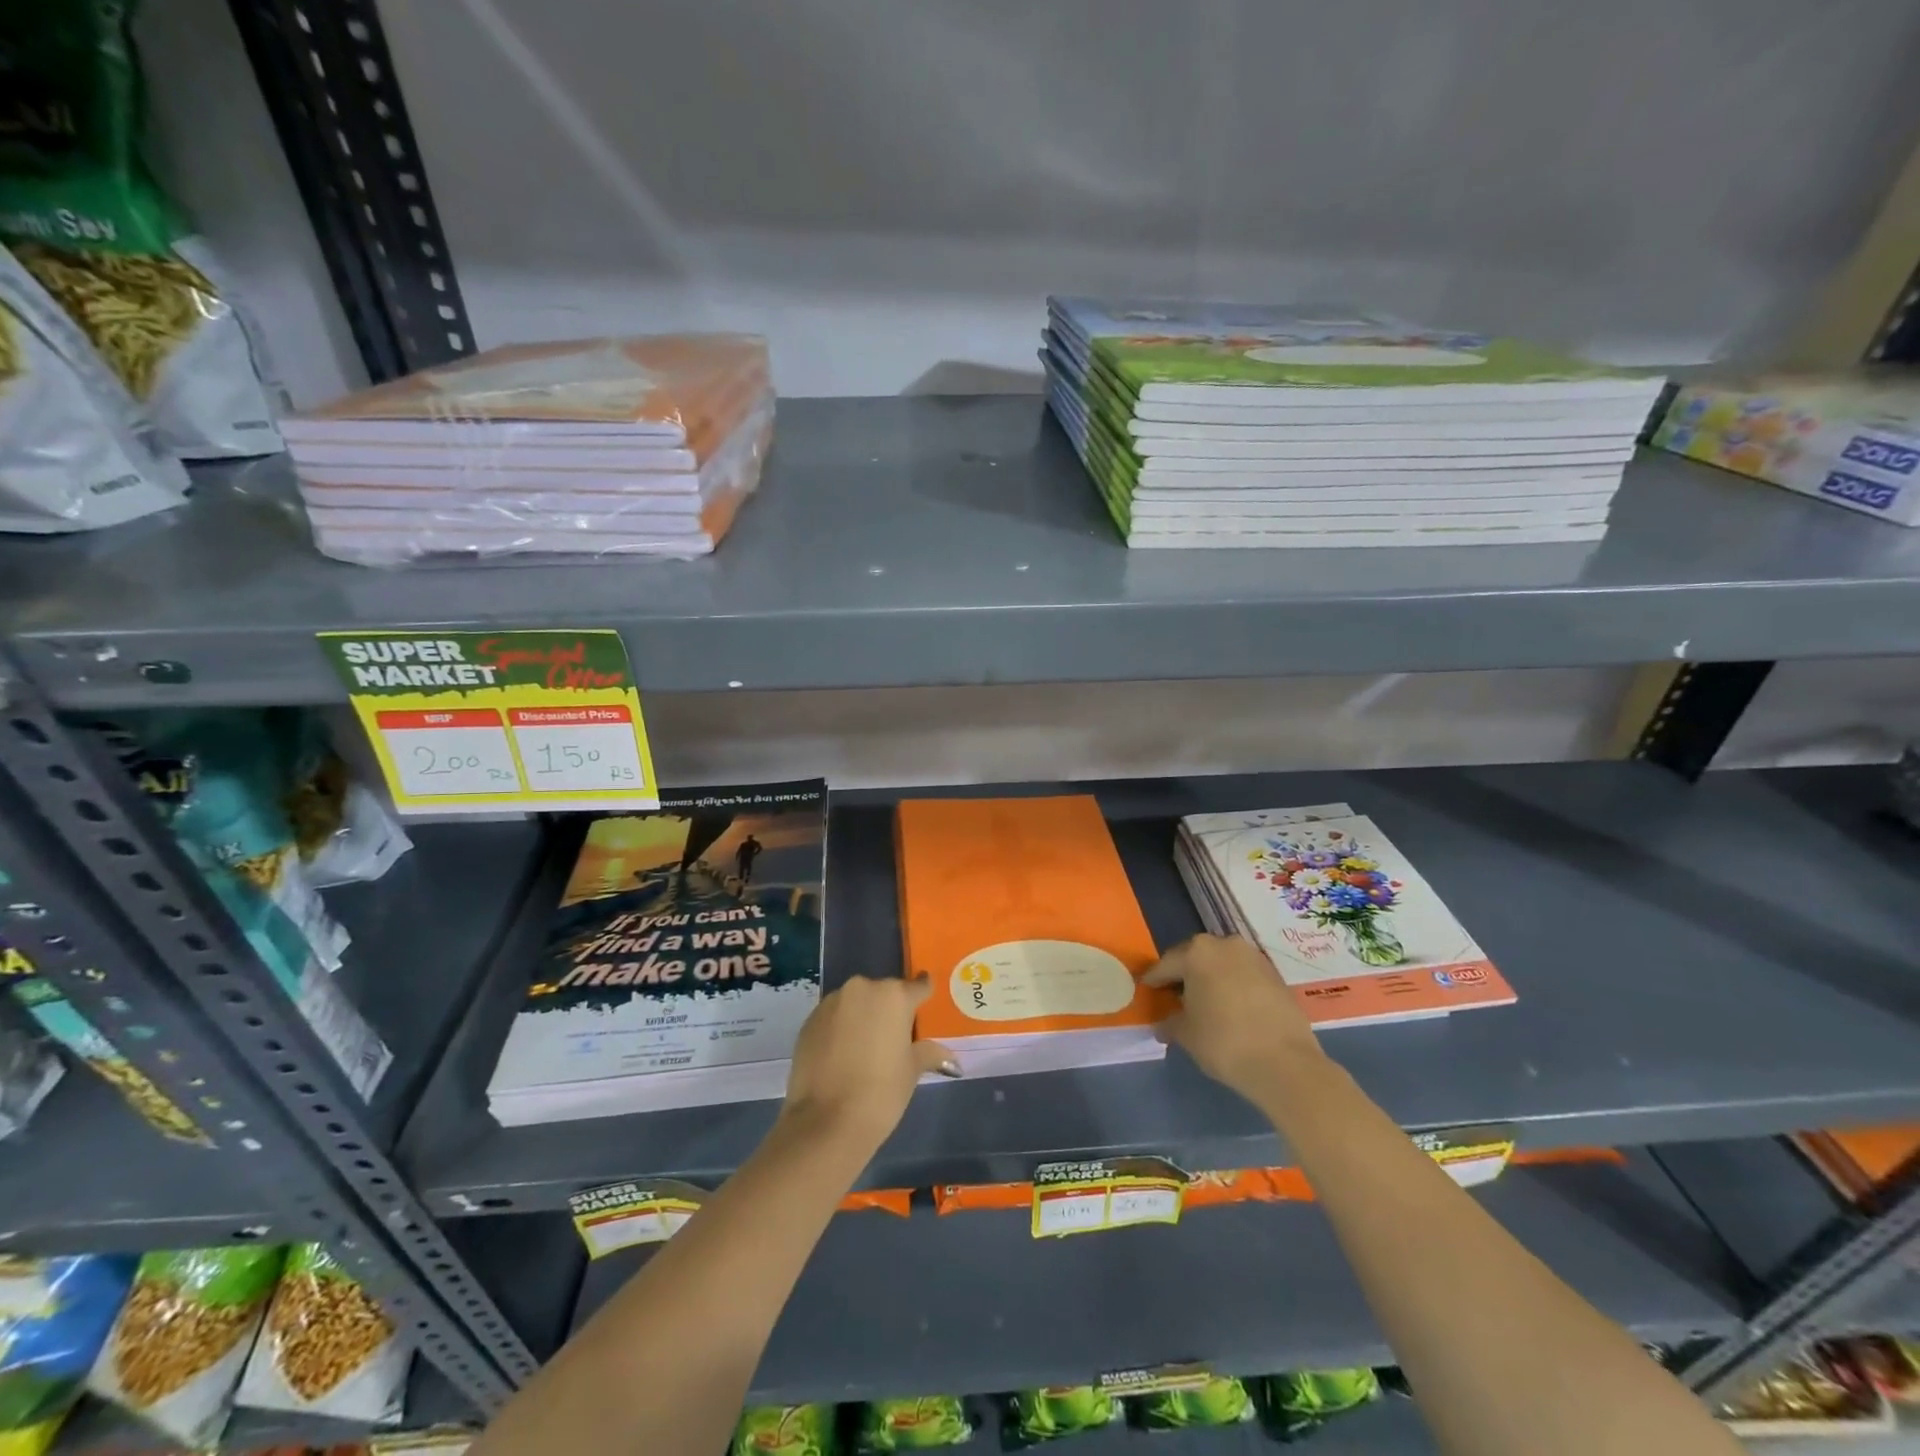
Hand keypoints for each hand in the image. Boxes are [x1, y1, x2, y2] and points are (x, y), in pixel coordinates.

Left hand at [781, 976, 956, 1154]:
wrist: (825, 1122)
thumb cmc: (880, 1093)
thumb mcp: (911, 1072)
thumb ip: (929, 1053)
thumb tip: (949, 1056)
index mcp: (894, 995)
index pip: (918, 986)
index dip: (923, 994)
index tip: (925, 1003)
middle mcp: (862, 988)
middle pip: (884, 993)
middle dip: (890, 1010)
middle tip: (894, 1038)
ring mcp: (832, 1002)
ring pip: (856, 1003)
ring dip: (862, 1017)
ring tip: (865, 1049)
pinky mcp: (809, 1020)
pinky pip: (833, 1017)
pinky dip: (840, 1028)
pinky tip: (842, 1056)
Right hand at [1143, 934, 1324, 1108]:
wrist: (1285, 1063)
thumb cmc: (1224, 1042)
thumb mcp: (1186, 1034)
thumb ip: (1170, 1023)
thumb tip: (1163, 1024)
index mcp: (1197, 952)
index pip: (1167, 964)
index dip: (1155, 980)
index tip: (1148, 990)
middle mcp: (1226, 945)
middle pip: (1196, 958)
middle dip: (1185, 976)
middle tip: (1176, 997)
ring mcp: (1255, 958)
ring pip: (1223, 965)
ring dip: (1212, 980)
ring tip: (1206, 1004)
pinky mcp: (1277, 976)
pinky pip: (1245, 977)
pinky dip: (1234, 988)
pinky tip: (1232, 1010)